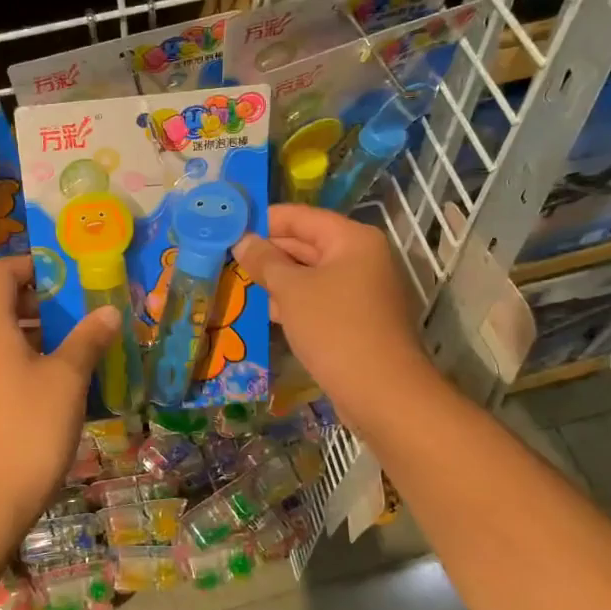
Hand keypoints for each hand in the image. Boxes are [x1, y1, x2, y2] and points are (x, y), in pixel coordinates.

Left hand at [0, 257, 119, 545]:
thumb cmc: (28, 430)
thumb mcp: (67, 380)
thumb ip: (88, 339)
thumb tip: (109, 311)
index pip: (1, 272)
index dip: (33, 265)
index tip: (68, 277)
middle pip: (1, 304)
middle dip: (43, 304)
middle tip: (83, 314)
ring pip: (0, 337)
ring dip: (38, 335)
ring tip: (78, 350)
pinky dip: (24, 362)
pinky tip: (57, 387)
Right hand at [233, 205, 431, 434]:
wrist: (382, 392)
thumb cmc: (334, 328)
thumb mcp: (291, 290)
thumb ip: (264, 261)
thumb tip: (243, 241)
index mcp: (352, 239)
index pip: (300, 217)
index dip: (264, 221)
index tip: (228, 230)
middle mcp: (362, 258)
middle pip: (307, 244)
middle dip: (269, 253)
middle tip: (227, 259)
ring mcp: (363, 290)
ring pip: (312, 274)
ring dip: (278, 280)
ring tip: (239, 284)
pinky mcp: (359, 319)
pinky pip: (320, 299)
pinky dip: (295, 302)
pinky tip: (267, 313)